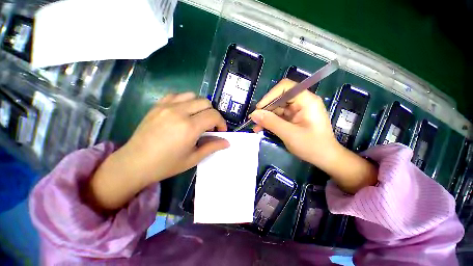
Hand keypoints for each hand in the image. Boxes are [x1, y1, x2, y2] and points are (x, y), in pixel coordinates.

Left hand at [87, 92, 229, 209]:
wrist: (134, 163)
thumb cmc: (166, 164)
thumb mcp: (193, 158)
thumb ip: (212, 147)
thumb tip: (227, 142)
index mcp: (189, 127)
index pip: (214, 115)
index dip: (221, 122)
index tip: (220, 131)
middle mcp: (179, 112)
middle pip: (206, 103)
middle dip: (213, 114)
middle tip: (209, 127)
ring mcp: (166, 106)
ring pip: (193, 96)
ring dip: (200, 106)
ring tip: (197, 118)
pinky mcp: (158, 105)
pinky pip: (177, 95)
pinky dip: (186, 101)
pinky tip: (184, 112)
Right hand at [250, 79, 377, 193]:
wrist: (325, 158)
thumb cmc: (312, 146)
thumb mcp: (289, 134)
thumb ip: (271, 122)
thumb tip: (253, 114)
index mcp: (306, 101)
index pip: (285, 87)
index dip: (270, 95)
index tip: (259, 108)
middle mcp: (302, 102)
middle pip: (279, 98)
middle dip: (265, 109)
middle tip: (253, 119)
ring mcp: (297, 110)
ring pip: (277, 108)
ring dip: (265, 117)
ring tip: (255, 126)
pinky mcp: (294, 118)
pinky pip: (279, 116)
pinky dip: (270, 122)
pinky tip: (261, 128)